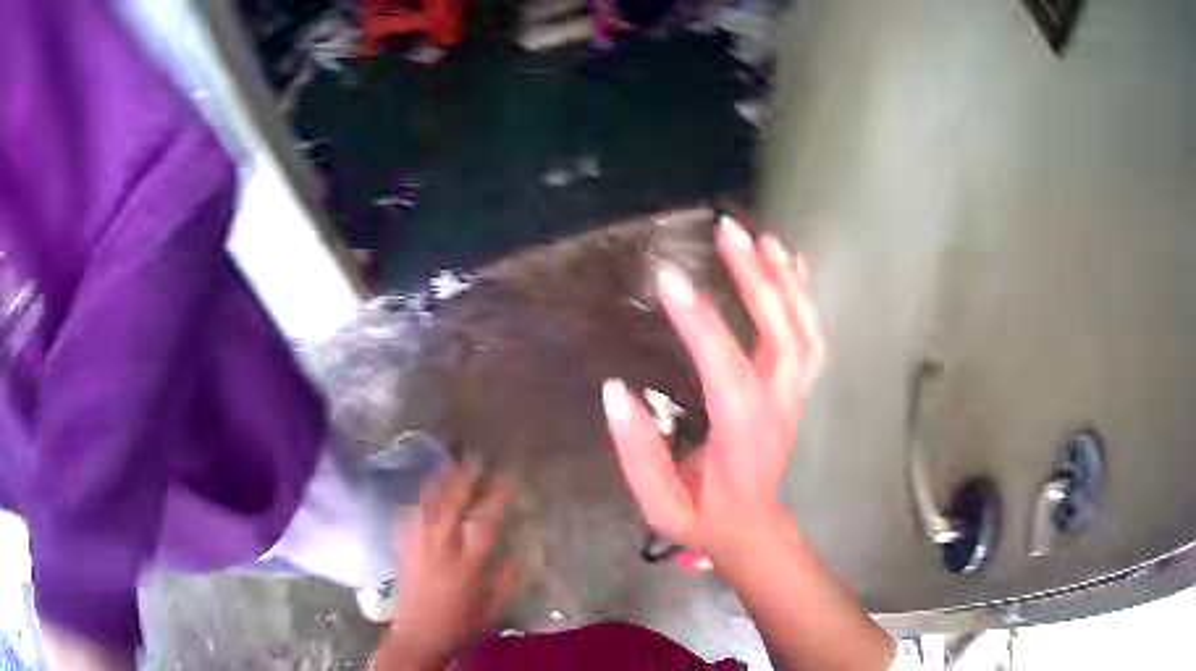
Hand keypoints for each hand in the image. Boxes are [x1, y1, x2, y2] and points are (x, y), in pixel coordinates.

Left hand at [379, 463, 522, 670]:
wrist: (418, 638)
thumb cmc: (460, 627)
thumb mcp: (492, 609)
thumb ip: (507, 580)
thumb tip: (522, 553)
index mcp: (467, 567)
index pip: (484, 525)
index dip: (496, 498)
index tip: (507, 478)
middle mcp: (440, 552)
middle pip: (450, 507)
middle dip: (463, 479)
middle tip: (474, 459)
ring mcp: (418, 549)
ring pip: (427, 507)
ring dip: (439, 483)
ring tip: (449, 465)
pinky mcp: (403, 551)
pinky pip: (410, 518)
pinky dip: (420, 501)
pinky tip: (425, 494)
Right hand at [602, 216, 826, 561]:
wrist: (752, 529)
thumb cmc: (704, 518)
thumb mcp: (659, 505)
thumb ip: (638, 453)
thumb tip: (617, 392)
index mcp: (741, 434)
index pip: (726, 368)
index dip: (700, 323)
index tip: (669, 279)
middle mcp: (777, 407)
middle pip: (780, 334)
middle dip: (756, 279)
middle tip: (728, 232)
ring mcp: (794, 396)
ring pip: (804, 331)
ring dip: (785, 280)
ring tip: (762, 237)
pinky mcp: (797, 390)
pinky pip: (812, 337)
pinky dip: (804, 296)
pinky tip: (791, 262)